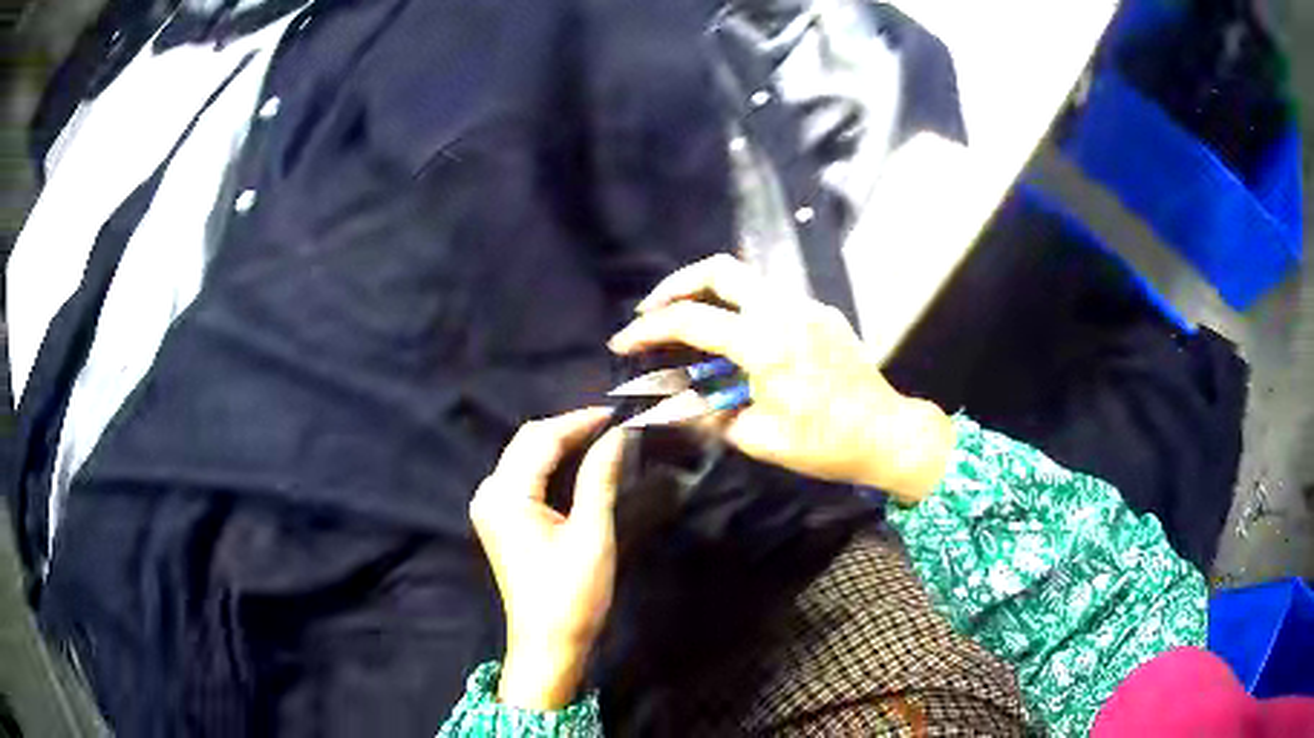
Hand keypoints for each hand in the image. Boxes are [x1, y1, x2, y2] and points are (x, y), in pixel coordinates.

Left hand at [469, 408, 624, 709]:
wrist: (548, 642)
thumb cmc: (571, 594)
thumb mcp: (591, 534)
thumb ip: (601, 478)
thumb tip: (619, 433)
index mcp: (506, 495)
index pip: (542, 438)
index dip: (580, 420)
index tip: (619, 413)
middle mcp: (489, 492)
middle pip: (528, 442)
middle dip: (570, 428)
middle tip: (614, 425)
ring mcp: (490, 506)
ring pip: (525, 456)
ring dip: (561, 443)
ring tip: (602, 438)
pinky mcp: (499, 519)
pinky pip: (524, 476)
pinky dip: (551, 464)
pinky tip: (578, 463)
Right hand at [609, 255, 952, 502]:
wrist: (887, 434)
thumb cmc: (824, 444)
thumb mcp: (757, 437)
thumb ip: (709, 412)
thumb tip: (676, 400)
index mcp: (765, 344)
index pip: (691, 321)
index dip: (648, 329)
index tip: (622, 343)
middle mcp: (785, 310)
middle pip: (719, 269)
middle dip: (676, 283)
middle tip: (652, 309)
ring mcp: (808, 306)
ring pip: (747, 278)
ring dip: (709, 292)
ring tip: (688, 324)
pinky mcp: (823, 313)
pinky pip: (772, 297)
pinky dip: (742, 307)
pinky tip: (737, 340)